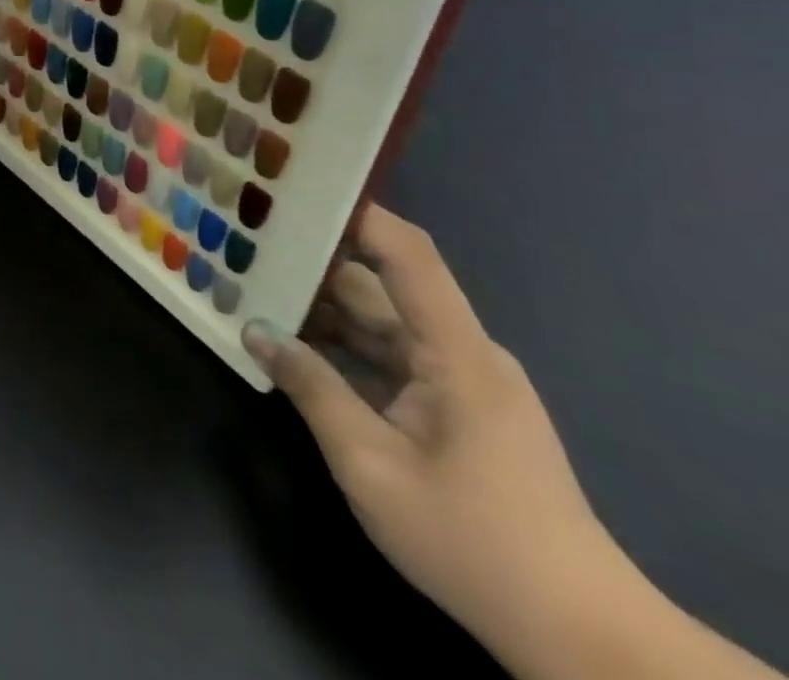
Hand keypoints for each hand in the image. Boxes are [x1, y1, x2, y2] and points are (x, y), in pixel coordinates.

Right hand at [242, 206, 615, 648]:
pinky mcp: (456, 409)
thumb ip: (311, 389)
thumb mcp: (371, 465)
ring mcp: (461, 382)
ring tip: (255, 289)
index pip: (407, 255)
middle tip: (248, 246)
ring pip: (380, 323)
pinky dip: (342, 346)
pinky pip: (390, 357)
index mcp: (455, 353)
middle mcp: (462, 353)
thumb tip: (254, 330)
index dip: (356, 214)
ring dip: (322, 309)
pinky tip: (293, 345)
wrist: (582, 641)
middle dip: (314, 264)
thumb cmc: (473, 542)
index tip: (295, 193)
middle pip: (380, 286)